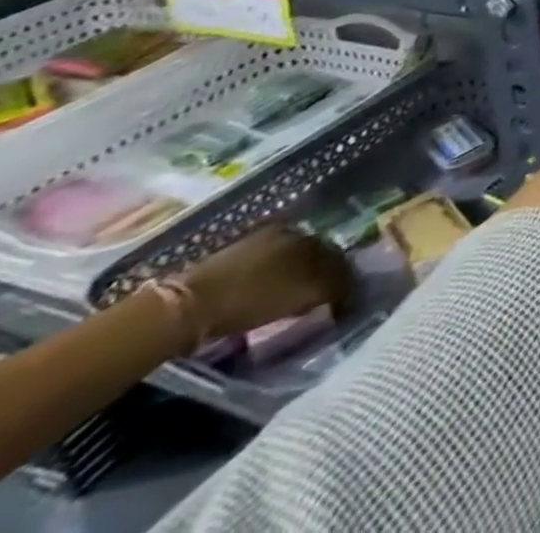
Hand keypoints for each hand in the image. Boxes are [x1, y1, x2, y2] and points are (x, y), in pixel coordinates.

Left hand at [180, 226, 351, 341]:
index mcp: (308, 235)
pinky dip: (271, 281)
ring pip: (289, 260)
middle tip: (321, 297)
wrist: (186, 307)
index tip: (342, 298)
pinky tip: (266, 296)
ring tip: (293, 299)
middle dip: (321, 273)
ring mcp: (256, 242)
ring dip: (295, 277)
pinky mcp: (231, 257)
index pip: (337, 255)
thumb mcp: (301, 294)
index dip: (343, 277)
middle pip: (314, 254)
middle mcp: (288, 232)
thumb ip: (334, 287)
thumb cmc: (250, 299)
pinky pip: (264, 267)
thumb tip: (353, 291)